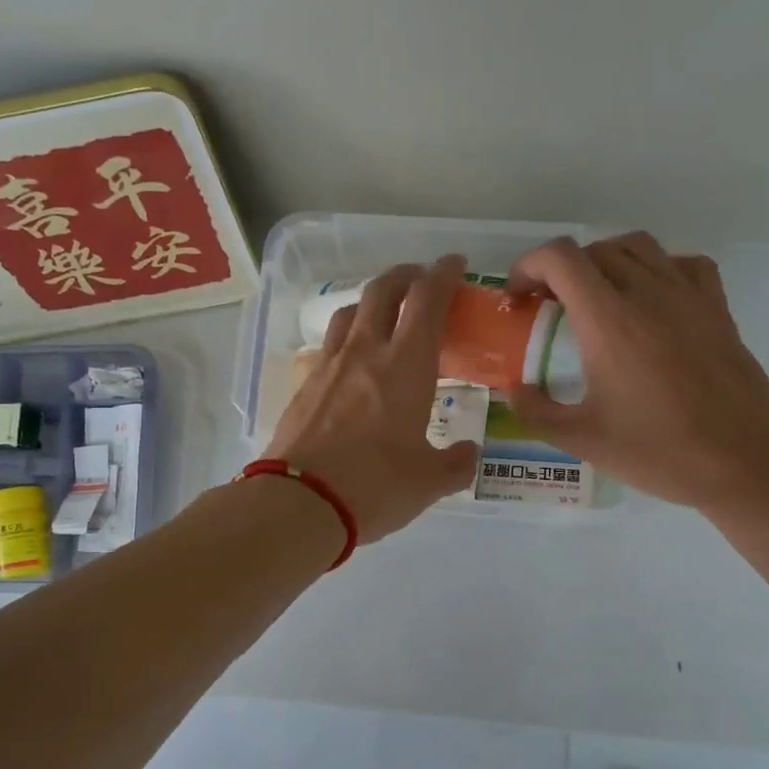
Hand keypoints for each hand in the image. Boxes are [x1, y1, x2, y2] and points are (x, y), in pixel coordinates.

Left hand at [265, 257, 479, 543]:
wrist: (298, 503)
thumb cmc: (374, 487)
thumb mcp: (428, 482)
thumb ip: (455, 464)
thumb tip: (469, 454)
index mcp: (406, 365)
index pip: (427, 300)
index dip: (444, 274)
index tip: (455, 264)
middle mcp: (366, 352)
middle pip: (383, 291)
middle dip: (405, 275)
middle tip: (420, 280)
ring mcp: (328, 366)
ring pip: (350, 313)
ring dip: (371, 302)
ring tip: (384, 315)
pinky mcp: (303, 386)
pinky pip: (329, 346)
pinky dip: (347, 339)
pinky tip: (351, 363)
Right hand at [505, 233, 768, 517]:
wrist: (747, 463)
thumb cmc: (660, 452)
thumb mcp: (583, 440)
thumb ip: (536, 412)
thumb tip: (514, 391)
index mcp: (608, 321)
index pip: (560, 258)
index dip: (528, 266)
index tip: (518, 298)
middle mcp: (648, 294)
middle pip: (594, 250)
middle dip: (560, 271)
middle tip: (548, 308)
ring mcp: (689, 296)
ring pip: (638, 247)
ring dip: (605, 262)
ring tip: (595, 299)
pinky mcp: (717, 309)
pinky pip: (683, 264)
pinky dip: (657, 268)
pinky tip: (650, 301)